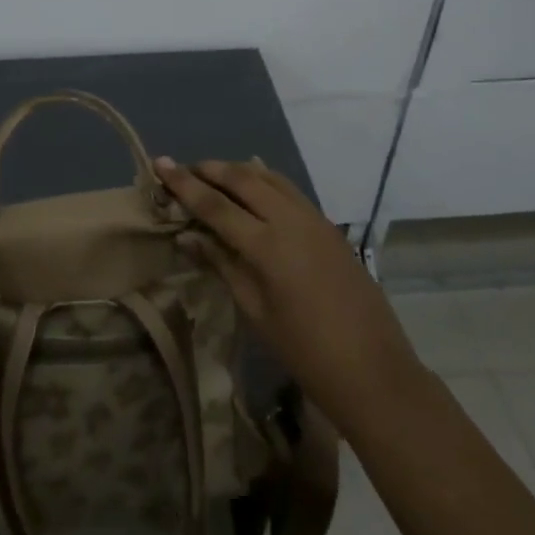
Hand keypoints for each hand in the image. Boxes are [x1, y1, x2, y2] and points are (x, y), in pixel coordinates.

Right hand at [155, 157, 423, 432]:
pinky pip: (290, 190)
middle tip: (184, 169)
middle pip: (243, 180)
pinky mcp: (330, 226)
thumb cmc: (305, 351)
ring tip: (213, 173)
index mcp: (267, 246)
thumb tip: (187, 235)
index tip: (160, 163)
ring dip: (238, 171)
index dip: (184, 184)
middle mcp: (291, 221)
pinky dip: (266, 180)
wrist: (374, 371)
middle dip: (210, 170)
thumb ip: (222, 264)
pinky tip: (255, 185)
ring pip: (269, 178)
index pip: (215, 205)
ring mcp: (315, 219)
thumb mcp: (255, 311)